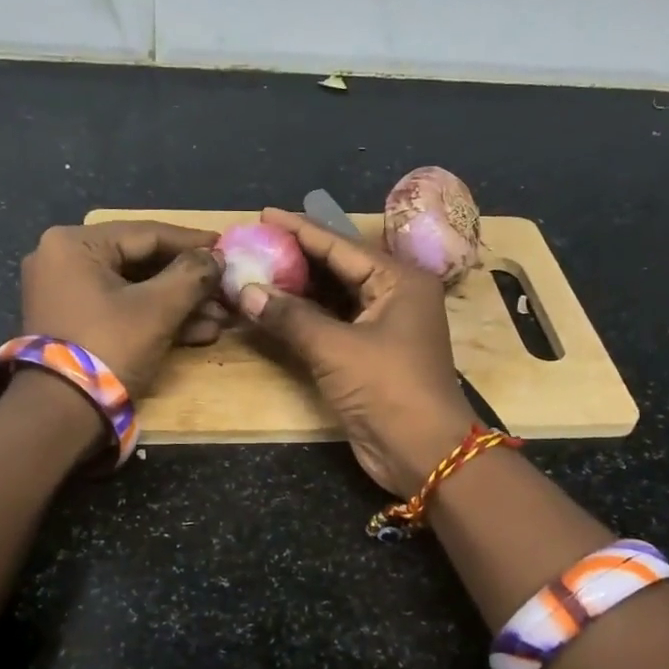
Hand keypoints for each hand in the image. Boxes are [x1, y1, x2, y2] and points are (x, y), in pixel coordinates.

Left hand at [18, 222, 227, 398]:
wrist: (60, 414)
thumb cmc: (108, 347)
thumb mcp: (157, 309)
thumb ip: (192, 276)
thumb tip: (217, 258)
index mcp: (73, 244)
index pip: (146, 233)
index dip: (192, 242)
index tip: (226, 245)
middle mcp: (63, 260)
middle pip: (141, 262)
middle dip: (188, 282)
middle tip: (226, 287)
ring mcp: (66, 294)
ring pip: (135, 289)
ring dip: (179, 304)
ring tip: (221, 316)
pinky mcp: (74, 323)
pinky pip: (121, 310)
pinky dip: (156, 319)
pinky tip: (199, 332)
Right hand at [236, 207, 474, 494]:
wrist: (423, 453)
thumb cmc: (388, 389)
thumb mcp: (336, 349)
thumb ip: (290, 316)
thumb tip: (245, 290)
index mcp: (399, 280)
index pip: (340, 245)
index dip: (299, 229)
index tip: (263, 215)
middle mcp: (394, 295)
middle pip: (337, 266)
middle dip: (296, 257)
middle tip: (253, 243)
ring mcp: (382, 325)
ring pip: (333, 296)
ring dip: (296, 288)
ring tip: (255, 269)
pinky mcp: (369, 353)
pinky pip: (331, 322)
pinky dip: (303, 316)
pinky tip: (272, 308)